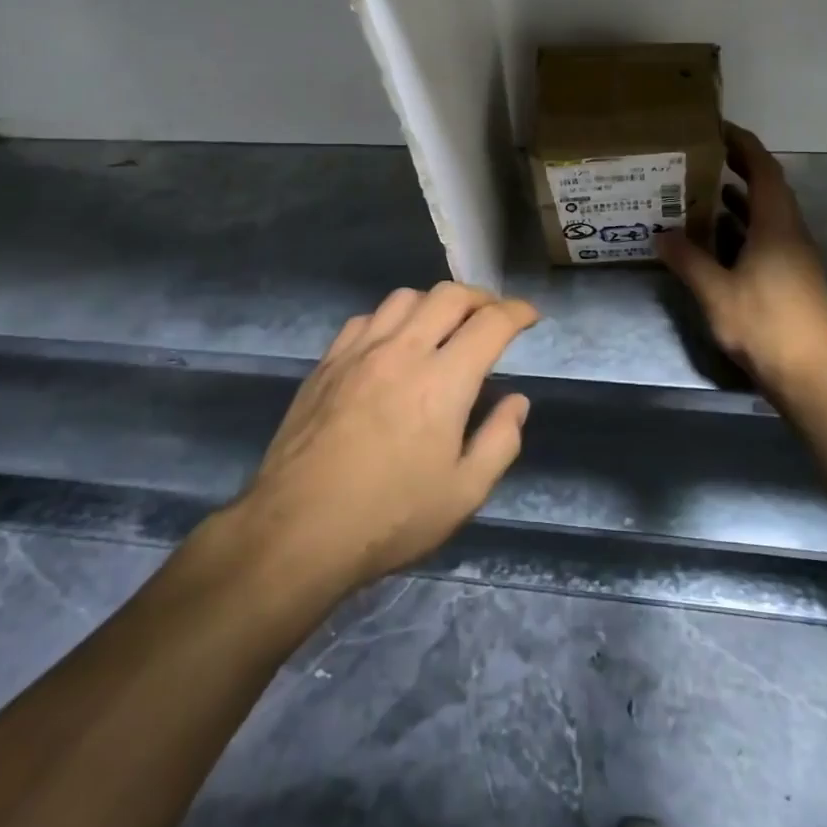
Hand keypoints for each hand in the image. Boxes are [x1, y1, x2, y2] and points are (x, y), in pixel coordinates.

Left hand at [239, 283, 537, 593]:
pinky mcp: (327, 362)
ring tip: (443, 326)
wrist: (297, 531)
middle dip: (480, 297)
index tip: (530, 317)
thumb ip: (500, 441)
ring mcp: (359, 352)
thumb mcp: (463, 495)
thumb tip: (516, 402)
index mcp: (443, 381)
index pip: (491, 324)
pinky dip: (391, 319)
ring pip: (405, 297)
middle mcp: (402, 351)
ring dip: (434, 303)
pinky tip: (391, 345)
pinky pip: (366, 319)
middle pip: (449, 295)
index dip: (518, 312)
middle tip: (492, 317)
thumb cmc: (389, 518)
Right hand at [656, 123, 826, 403]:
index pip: (764, 170)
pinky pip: (769, 237)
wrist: (808, 375)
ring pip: (768, 215)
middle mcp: (792, 233)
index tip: (718, 129)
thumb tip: (661, 234)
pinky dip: (745, 228)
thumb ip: (688, 259)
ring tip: (704, 193)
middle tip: (704, 157)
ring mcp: (797, 257)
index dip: (744, 145)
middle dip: (739, 168)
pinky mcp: (795, 277)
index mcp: (777, 226)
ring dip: (740, 200)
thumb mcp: (715, 291)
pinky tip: (719, 240)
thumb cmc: (763, 325)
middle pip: (769, 188)